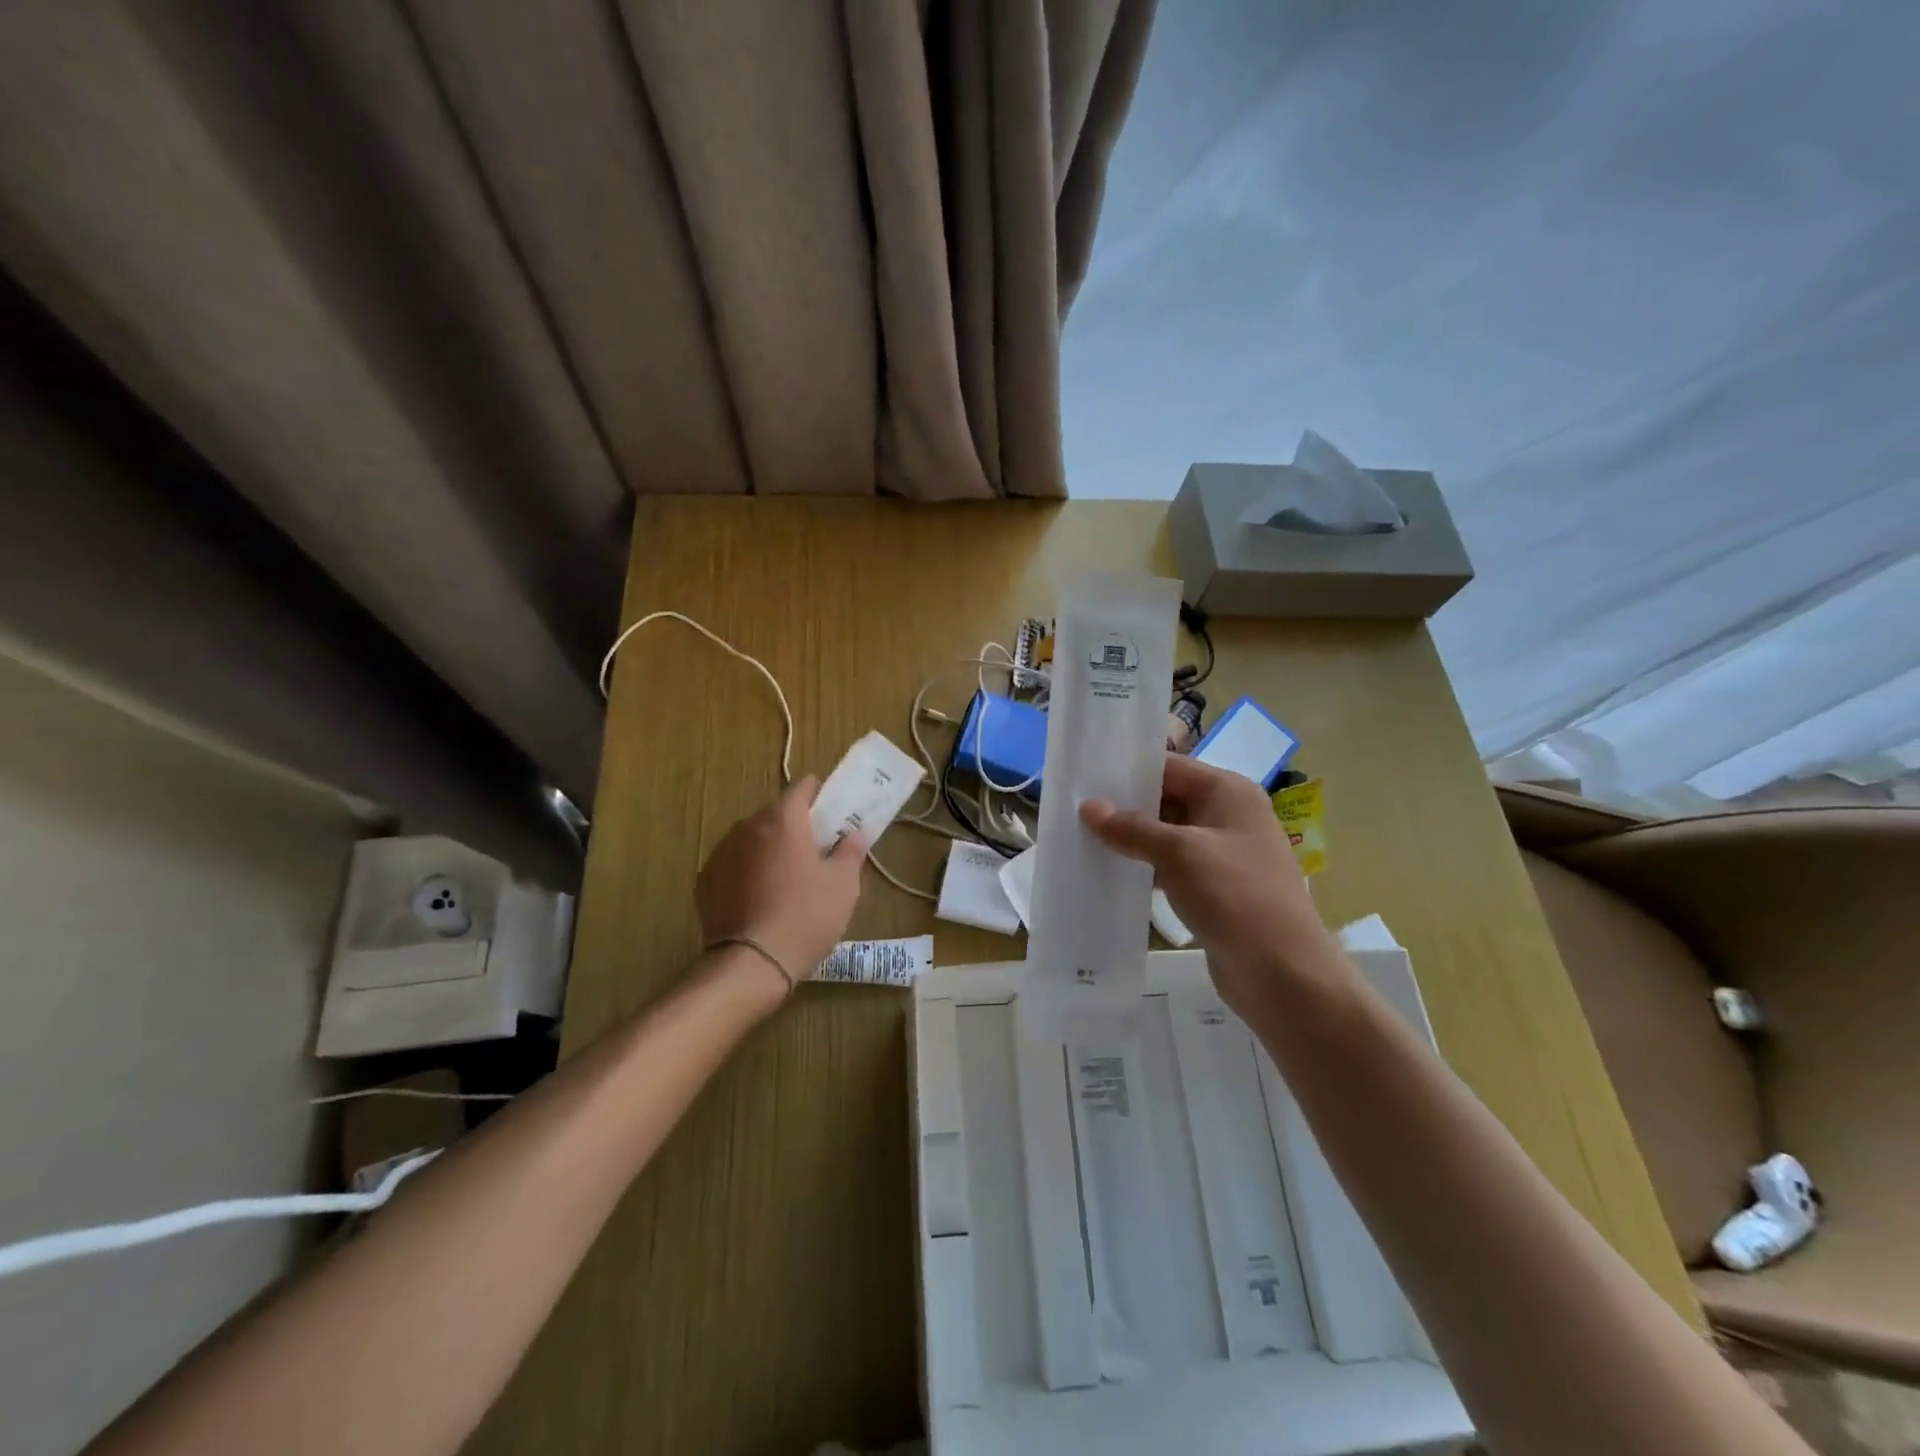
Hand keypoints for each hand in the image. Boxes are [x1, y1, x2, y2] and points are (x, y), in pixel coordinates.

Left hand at [696, 777, 865, 988]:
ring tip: (785, 879)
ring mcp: (721, 853)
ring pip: (752, 839)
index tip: (832, 814)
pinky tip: (759, 899)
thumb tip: (854, 833)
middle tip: (815, 852)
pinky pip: (733, 865)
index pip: (803, 787)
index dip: (820, 795)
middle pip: (776, 814)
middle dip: (795, 826)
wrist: (751, 964)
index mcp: (783, 820)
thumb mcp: (843, 884)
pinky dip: (746, 872)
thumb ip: (850, 851)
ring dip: (769, 849)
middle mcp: (747, 827)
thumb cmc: (806, 916)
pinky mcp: (705, 881)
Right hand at [1080, 754, 1333, 1011]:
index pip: (1169, 767)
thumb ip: (1132, 828)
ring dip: (1131, 838)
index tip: (1084, 775)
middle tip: (1073, 807)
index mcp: (1228, 792)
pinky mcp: (1213, 887)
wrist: (1282, 973)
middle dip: (1124, 805)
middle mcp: (1227, 815)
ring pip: (1166, 834)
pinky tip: (1109, 871)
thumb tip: (1088, 807)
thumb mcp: (1180, 853)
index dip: (1128, 770)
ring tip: (1081, 837)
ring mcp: (1222, 853)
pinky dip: (1144, 866)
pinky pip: (1171, 866)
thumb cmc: (1235, 896)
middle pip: (1167, 798)